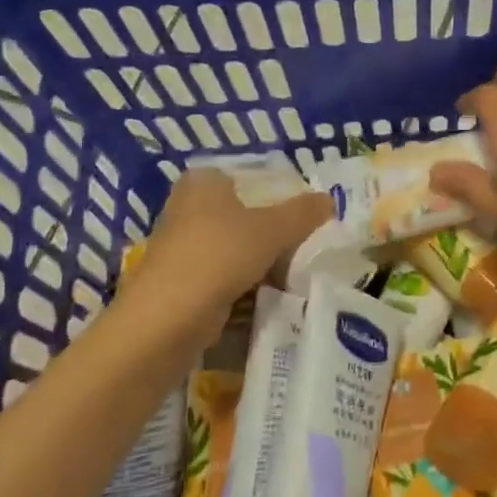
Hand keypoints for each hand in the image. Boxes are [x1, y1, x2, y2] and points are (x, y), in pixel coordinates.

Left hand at [131, 169, 330, 346]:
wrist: (167, 319)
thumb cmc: (219, 255)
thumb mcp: (272, 229)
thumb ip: (303, 213)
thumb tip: (329, 200)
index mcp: (203, 181)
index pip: (250, 178)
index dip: (280, 194)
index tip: (307, 215)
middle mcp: (187, 207)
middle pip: (244, 214)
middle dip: (273, 231)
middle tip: (307, 244)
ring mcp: (182, 246)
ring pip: (235, 247)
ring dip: (261, 261)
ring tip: (296, 272)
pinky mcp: (181, 281)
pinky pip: (224, 275)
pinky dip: (245, 284)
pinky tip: (270, 295)